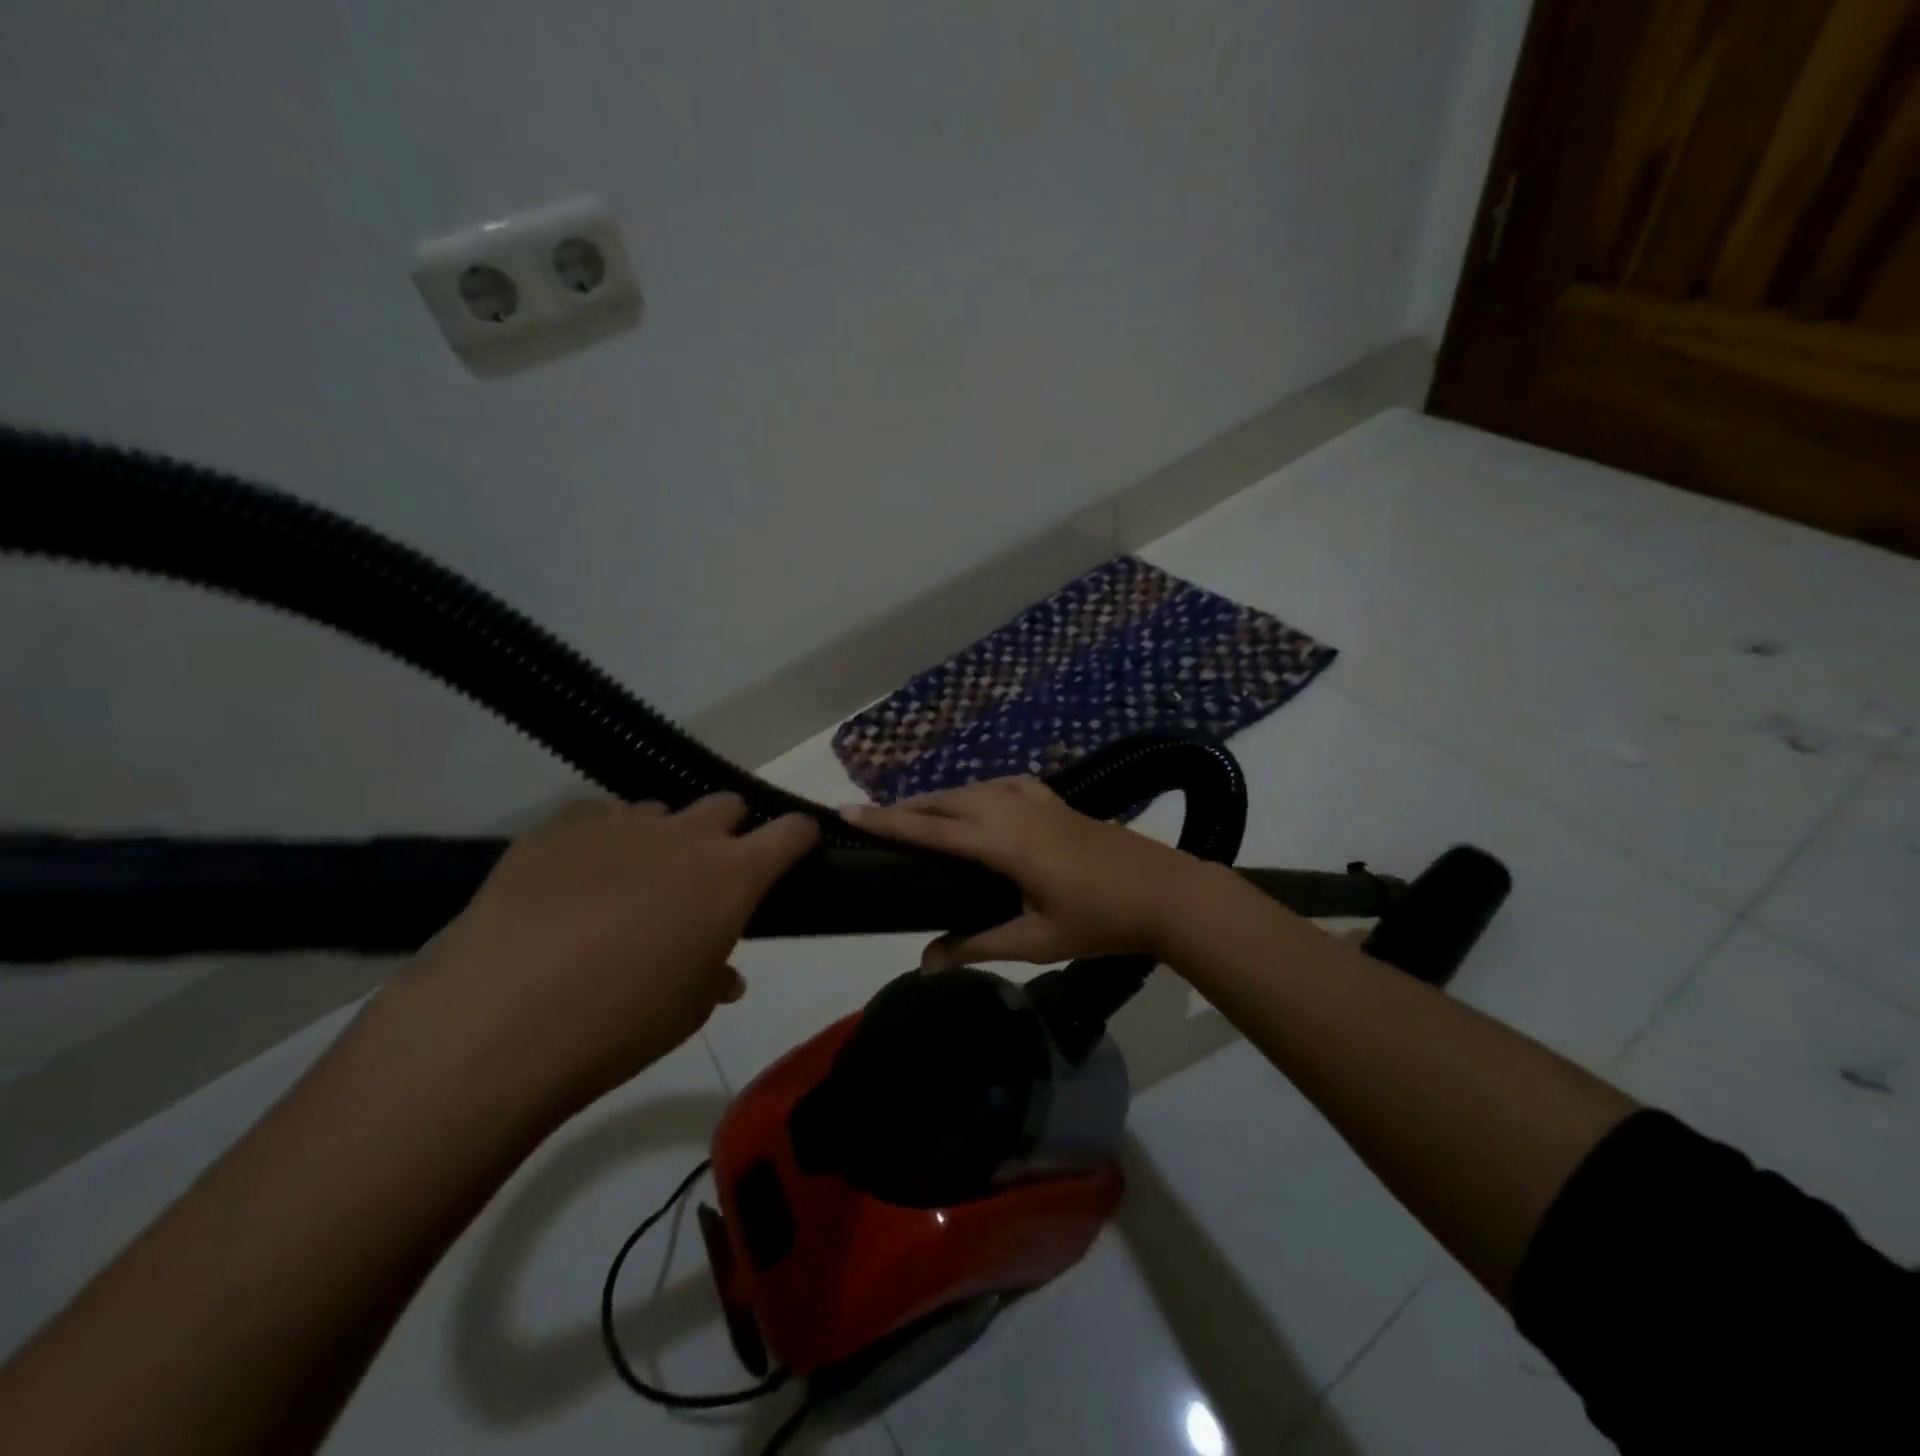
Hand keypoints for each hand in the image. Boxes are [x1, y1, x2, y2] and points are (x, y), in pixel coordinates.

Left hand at [403, 795, 817, 1113]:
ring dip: (660, 838)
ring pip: (658, 811)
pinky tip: (571, 882)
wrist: (498, 1021)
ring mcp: (618, 825)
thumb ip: (716, 975)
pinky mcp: (557, 828)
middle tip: (704, 877)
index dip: (798, 838)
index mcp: (732, 875)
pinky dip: (599, 841)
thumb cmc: (621, 1024)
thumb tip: (724, 972)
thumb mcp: (689, 1009)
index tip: (793, 854)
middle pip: (726, 805)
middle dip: (728, 832)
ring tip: (628, 884)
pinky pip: (594, 818)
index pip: (791, 831)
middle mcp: (685, 835)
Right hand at [846, 777, 1208, 970]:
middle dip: (907, 806)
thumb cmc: (1100, 920)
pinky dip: (979, 791)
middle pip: (947, 800)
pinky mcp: (1056, 801)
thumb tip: (925, 962)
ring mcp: (1038, 800)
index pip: (931, 828)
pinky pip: (1004, 785)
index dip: (887, 820)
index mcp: (1003, 842)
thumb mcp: (1036, 941)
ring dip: (941, 798)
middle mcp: (1013, 809)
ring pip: (974, 788)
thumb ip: (977, 945)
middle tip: (874, 818)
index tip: (848, 810)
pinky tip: (980, 801)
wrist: (1164, 892)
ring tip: (917, 813)